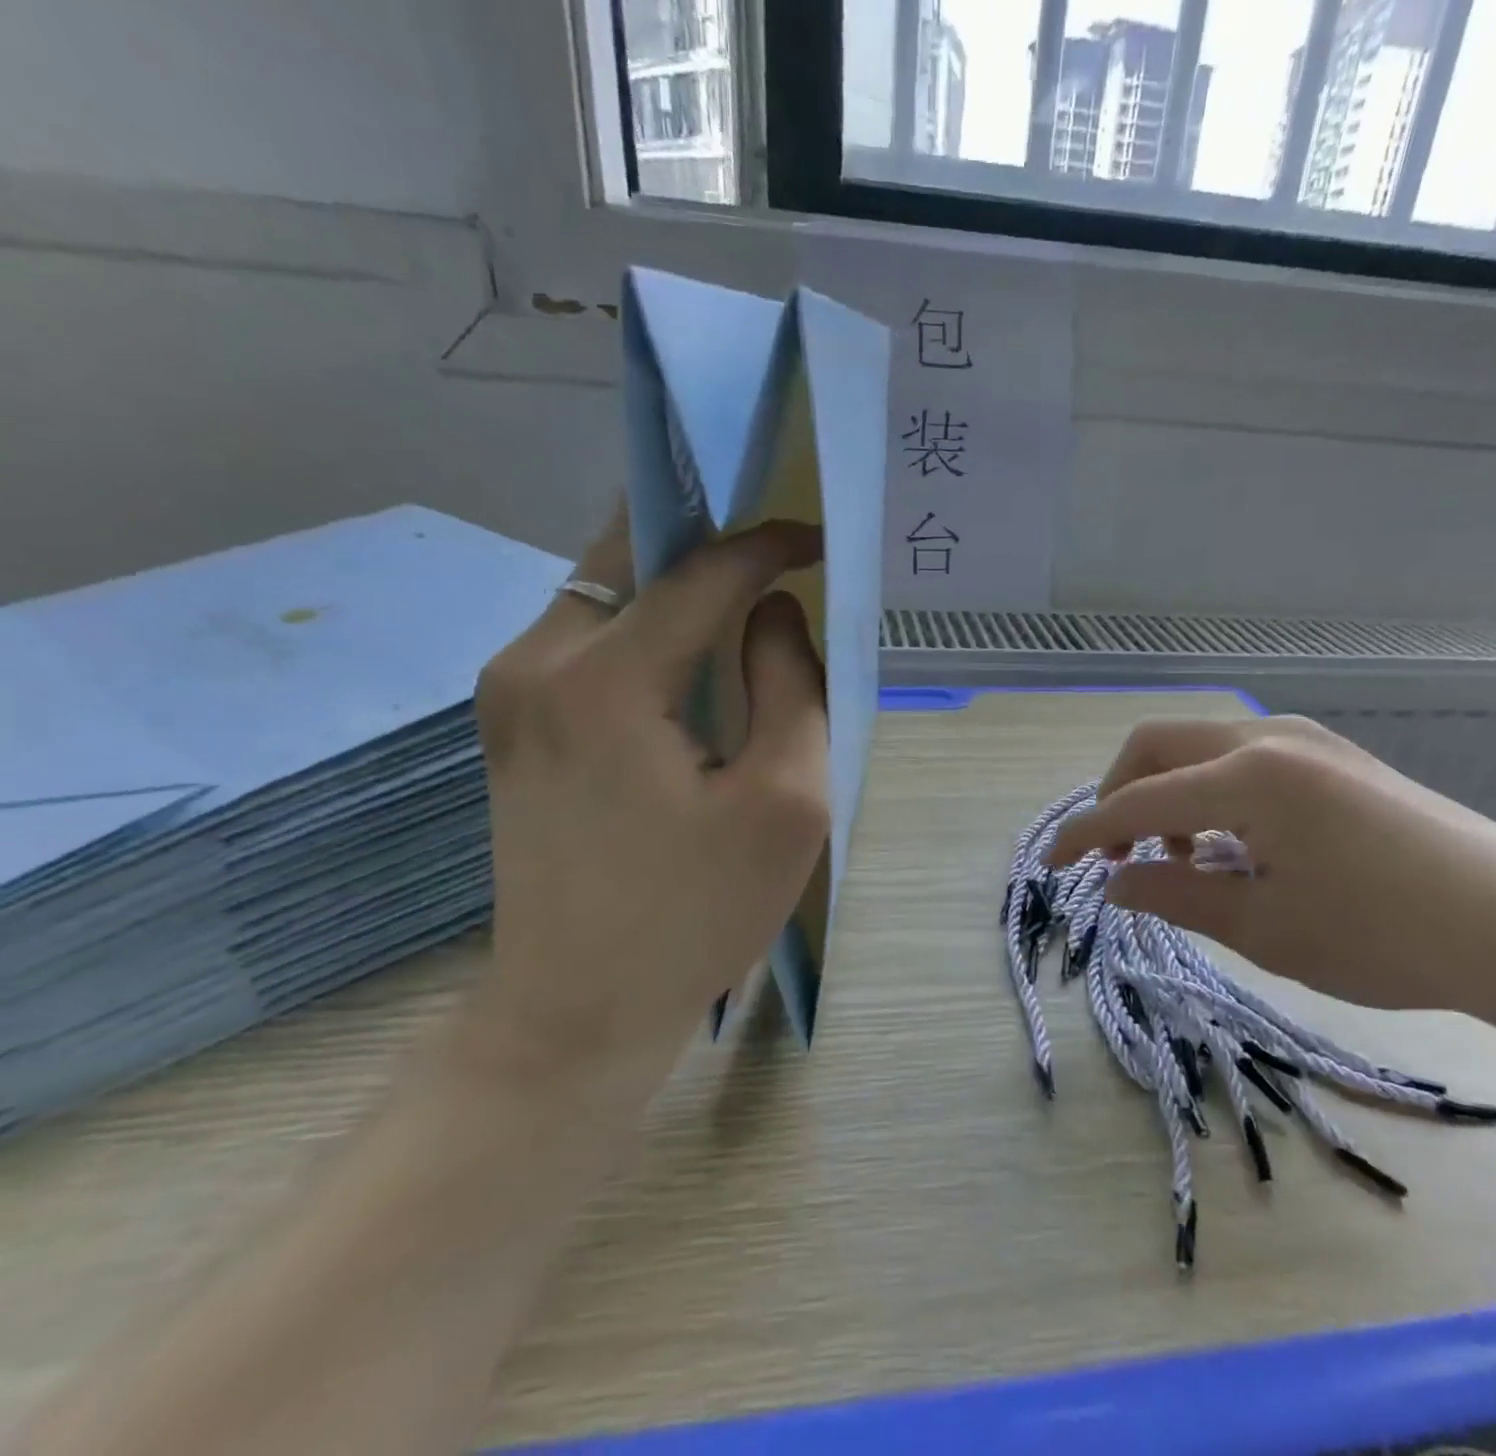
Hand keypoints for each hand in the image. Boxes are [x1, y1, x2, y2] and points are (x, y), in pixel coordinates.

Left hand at [464, 505, 828, 1087]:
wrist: (578, 1010)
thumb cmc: (697, 912)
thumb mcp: (786, 800)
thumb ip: (793, 684)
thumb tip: (775, 612)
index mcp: (605, 679)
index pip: (701, 571)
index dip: (768, 544)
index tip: (820, 541)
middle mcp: (536, 660)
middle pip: (631, 553)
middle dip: (709, 537)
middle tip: (776, 547)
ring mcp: (509, 689)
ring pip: (604, 589)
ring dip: (676, 581)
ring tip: (744, 595)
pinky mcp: (511, 721)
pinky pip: (587, 635)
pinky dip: (647, 622)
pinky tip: (691, 655)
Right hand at [1045, 717, 1495, 1046]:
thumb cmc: (1386, 938)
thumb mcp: (1265, 929)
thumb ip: (1175, 897)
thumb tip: (1113, 884)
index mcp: (1248, 778)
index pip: (1137, 801)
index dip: (1086, 834)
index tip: (1052, 865)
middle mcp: (1269, 739)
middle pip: (1157, 745)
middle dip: (1120, 796)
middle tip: (1121, 859)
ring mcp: (1307, 740)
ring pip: (1200, 745)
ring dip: (1167, 793)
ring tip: (1182, 861)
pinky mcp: (1334, 756)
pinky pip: (1242, 756)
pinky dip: (1211, 792)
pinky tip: (1235, 844)